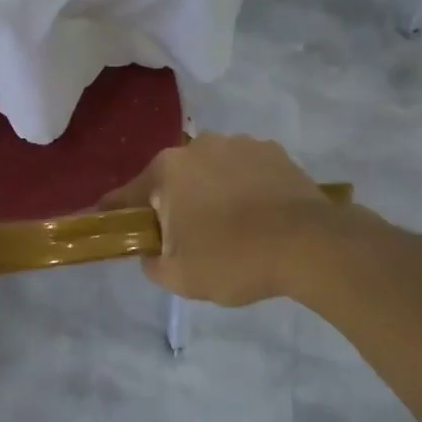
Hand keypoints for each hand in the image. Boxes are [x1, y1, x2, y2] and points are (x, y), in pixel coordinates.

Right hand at [101, 135, 346, 305]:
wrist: (312, 245)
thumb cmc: (235, 259)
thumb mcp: (180, 277)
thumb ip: (151, 263)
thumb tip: (152, 251)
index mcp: (167, 171)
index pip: (127, 194)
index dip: (115, 212)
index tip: (110, 223)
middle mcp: (198, 146)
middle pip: (172, 179)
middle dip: (173, 203)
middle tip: (186, 239)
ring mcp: (239, 144)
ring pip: (210, 171)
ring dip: (210, 192)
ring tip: (231, 227)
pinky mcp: (273, 151)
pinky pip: (244, 170)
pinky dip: (243, 188)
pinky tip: (258, 215)